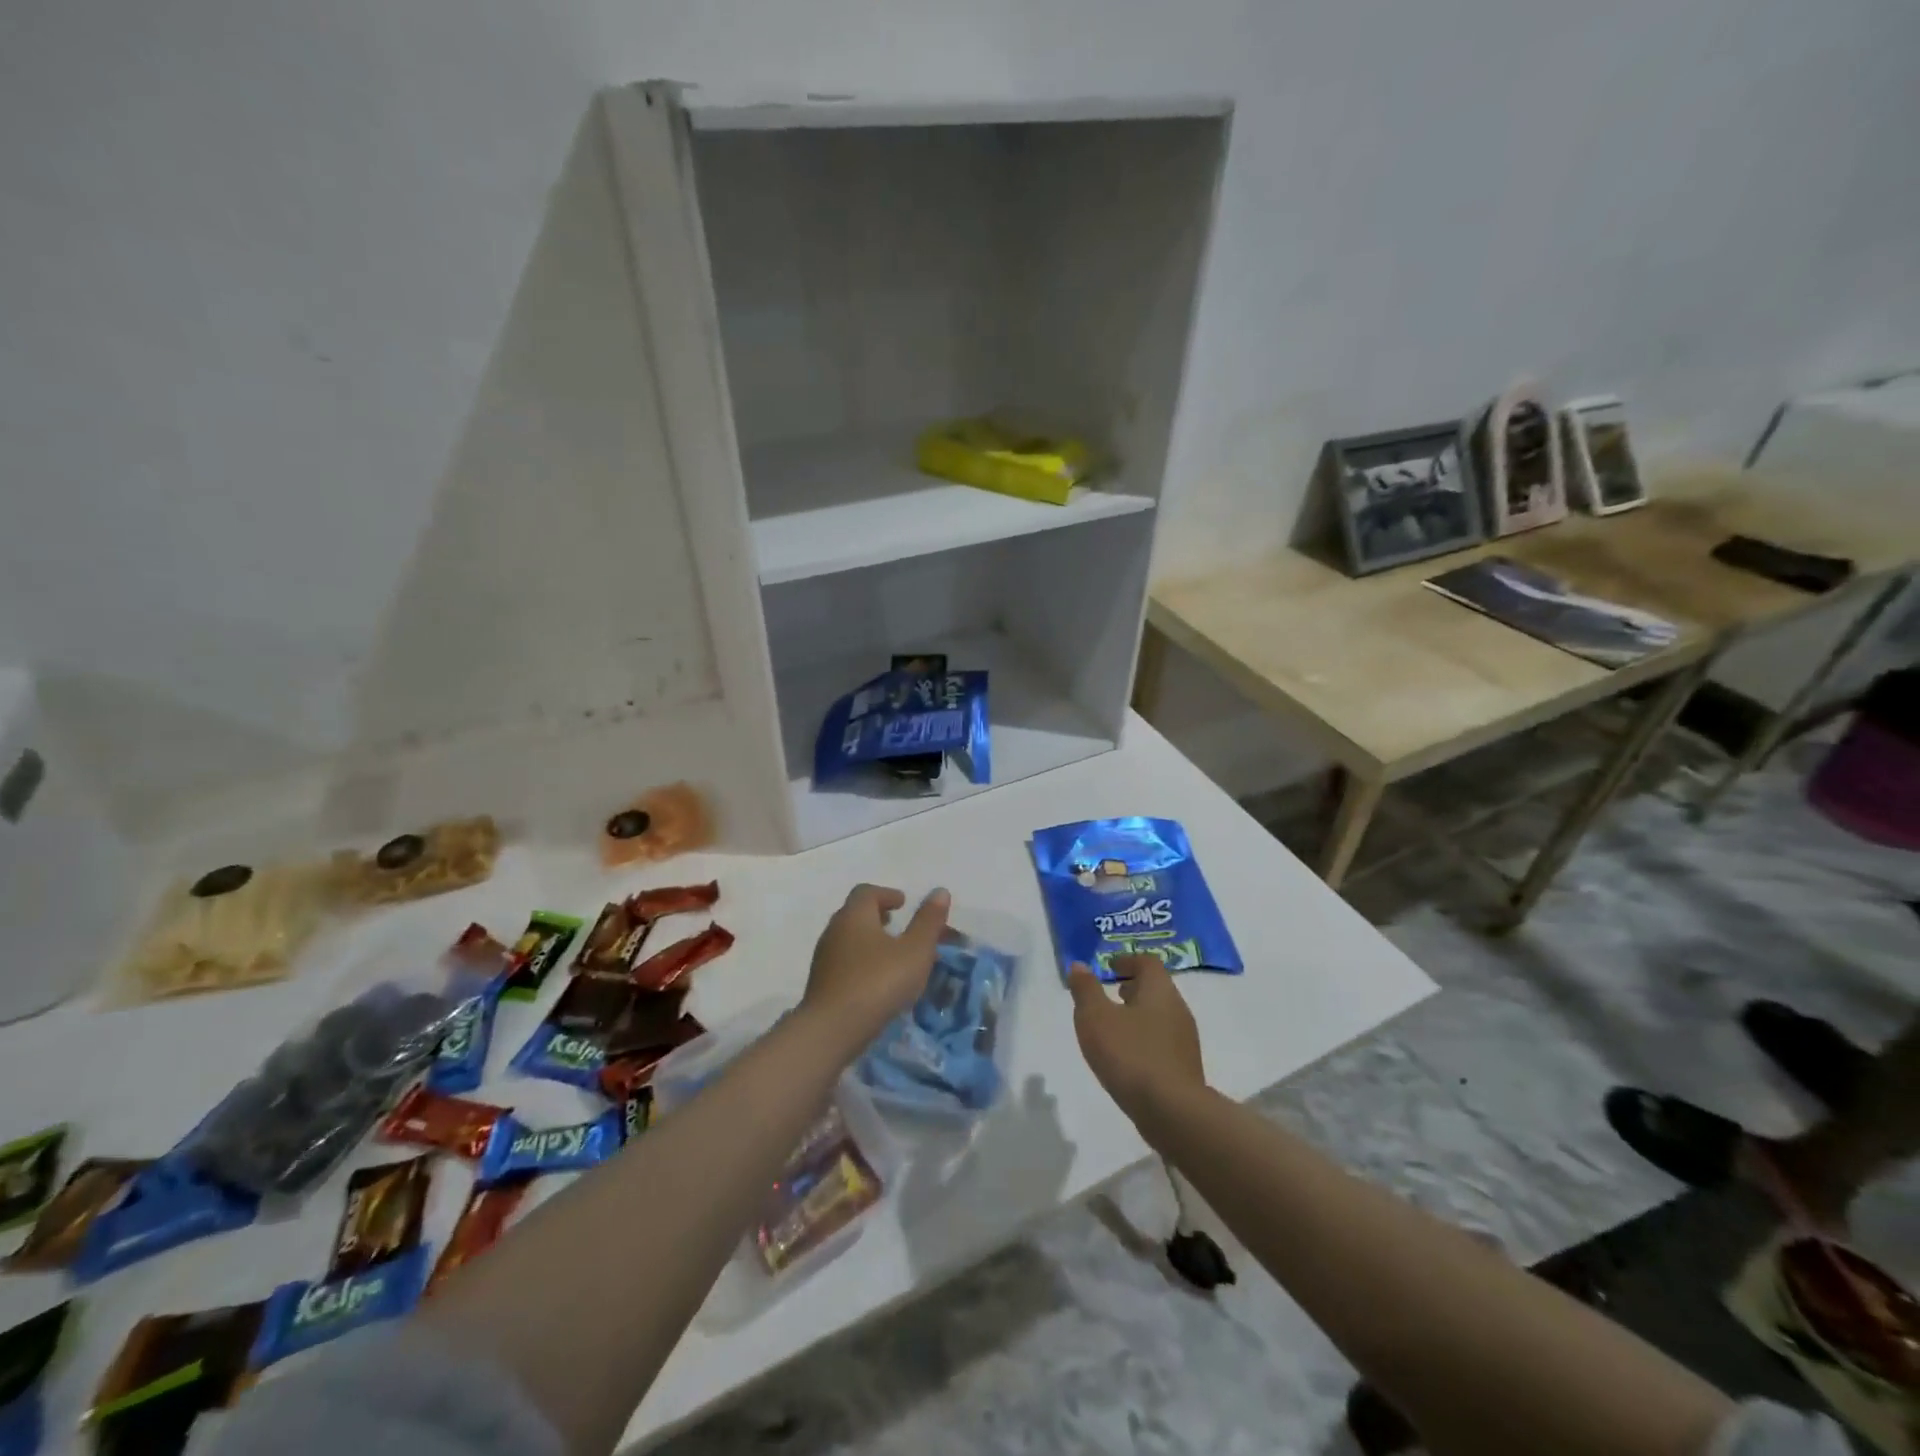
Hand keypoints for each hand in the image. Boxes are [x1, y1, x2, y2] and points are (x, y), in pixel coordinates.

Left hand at [801, 884, 949, 1053]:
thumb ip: (928, 921)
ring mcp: (824, 958)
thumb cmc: (878, 982)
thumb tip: (940, 891)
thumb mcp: (915, 951)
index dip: (887, 894)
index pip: (867, 892)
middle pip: (856, 914)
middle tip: (899, 926)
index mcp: (855, 915)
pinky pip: (845, 963)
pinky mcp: (821, 984)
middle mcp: (834, 930)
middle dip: (878, 917)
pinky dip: (862, 962)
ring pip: (849, 940)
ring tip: (893, 956)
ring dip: (870, 941)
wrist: (831, 1030)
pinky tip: (877, 981)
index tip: (903, 903)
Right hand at [1067, 954, 1206, 1126]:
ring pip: (1160, 1015)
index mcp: (1159, 990)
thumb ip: (1086, 990)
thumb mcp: (1095, 1018)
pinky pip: (1163, 1041)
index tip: (1109, 966)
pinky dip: (1145, 1038)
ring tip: (1114, 1026)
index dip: (1128, 960)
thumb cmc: (1130, 1054)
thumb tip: (1079, 966)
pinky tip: (1128, 1056)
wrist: (1173, 1111)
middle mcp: (1178, 1009)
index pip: (1148, 962)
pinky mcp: (1185, 1067)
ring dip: (1139, 1014)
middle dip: (1133, 987)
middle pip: (1157, 988)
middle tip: (1111, 993)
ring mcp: (1185, 1040)